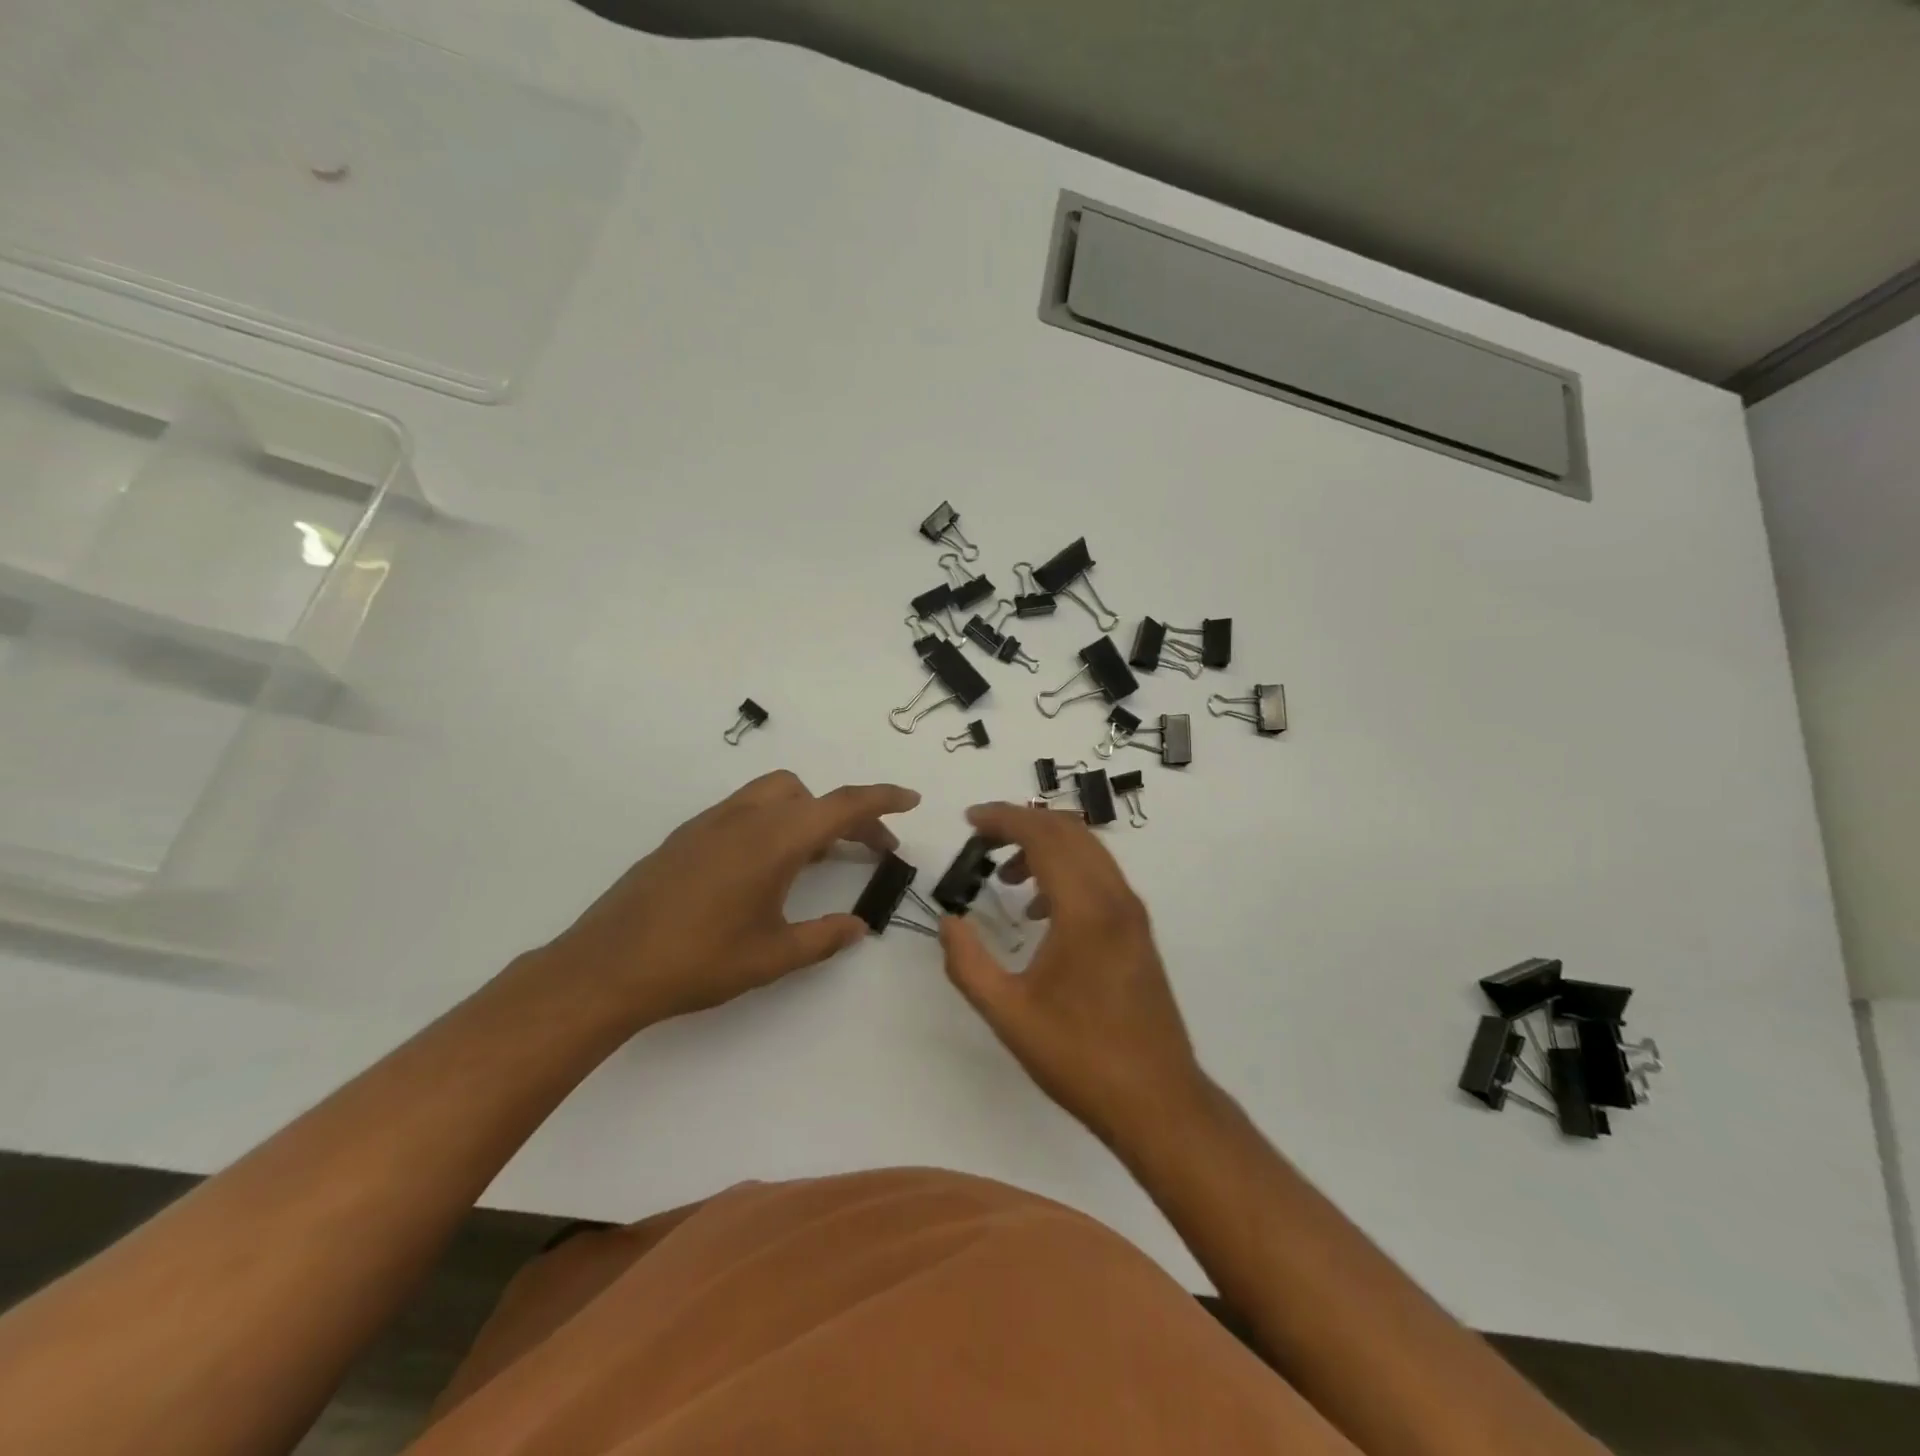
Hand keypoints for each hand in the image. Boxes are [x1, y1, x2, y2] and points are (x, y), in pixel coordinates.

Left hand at [544, 771, 919, 1025]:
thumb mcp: (773, 956)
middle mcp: (745, 817)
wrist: (607, 967)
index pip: (842, 805)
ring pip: (775, 794)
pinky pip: (746, 810)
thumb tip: (859, 926)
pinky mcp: (687, 836)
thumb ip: (824, 937)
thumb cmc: (698, 961)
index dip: (882, 800)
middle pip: (811, 795)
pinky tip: (767, 867)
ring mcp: (711, 822)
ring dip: (808, 813)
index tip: (911, 800)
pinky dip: (774, 821)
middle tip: (868, 850)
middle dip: (847, 814)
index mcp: (774, 839)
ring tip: (819, 857)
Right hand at [939, 802, 1207, 1145]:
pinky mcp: (1139, 930)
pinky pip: (1100, 875)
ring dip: (1046, 846)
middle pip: (1069, 831)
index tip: (969, 820)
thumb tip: (948, 921)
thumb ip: (968, 963)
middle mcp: (1115, 898)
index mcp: (1085, 911)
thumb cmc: (1079, 1057)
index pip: (1044, 837)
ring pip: (1089, 850)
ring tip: (1006, 876)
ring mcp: (1133, 913)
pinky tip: (1041, 910)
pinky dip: (1067, 869)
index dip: (1004, 818)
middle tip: (981, 839)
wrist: (1158, 1100)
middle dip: (1022, 823)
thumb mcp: (1008, 1014)